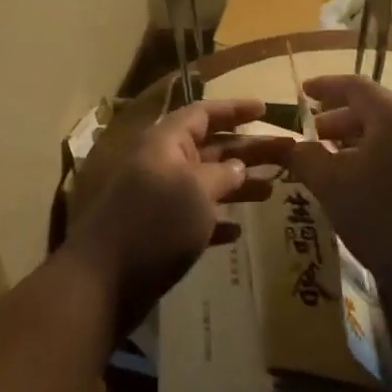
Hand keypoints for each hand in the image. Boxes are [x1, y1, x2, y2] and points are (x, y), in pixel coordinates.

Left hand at [68, 97, 293, 330]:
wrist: (104, 281)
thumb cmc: (153, 224)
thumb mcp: (195, 191)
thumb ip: (222, 174)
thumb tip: (237, 166)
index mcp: (165, 143)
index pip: (203, 113)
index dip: (234, 109)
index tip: (266, 110)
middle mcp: (162, 164)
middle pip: (211, 147)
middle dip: (248, 149)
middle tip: (288, 152)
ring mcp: (158, 199)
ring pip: (206, 182)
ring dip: (238, 184)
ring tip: (273, 189)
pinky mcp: (158, 232)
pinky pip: (194, 217)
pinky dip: (217, 220)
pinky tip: (238, 230)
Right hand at [288, 75, 391, 291]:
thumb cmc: (383, 213)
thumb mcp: (331, 184)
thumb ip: (306, 157)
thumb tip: (293, 146)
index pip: (355, 86)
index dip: (325, 86)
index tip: (302, 92)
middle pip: (373, 110)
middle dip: (337, 120)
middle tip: (311, 136)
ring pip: (387, 136)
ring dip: (354, 143)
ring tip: (329, 163)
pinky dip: (374, 160)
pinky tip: (356, 186)